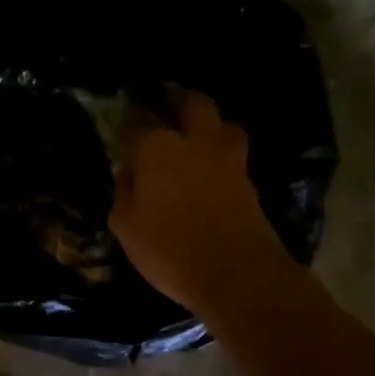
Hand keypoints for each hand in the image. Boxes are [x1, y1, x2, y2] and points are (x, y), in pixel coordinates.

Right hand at [110, 92, 290, 317]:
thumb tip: (128, 174)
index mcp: (159, 148)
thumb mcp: (125, 225)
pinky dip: (224, 156)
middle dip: (182, 102)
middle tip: (171, 107)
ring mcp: (229, 160)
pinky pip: (235, 156)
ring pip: (226, 125)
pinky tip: (213, 170)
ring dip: (213, 126)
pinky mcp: (250, 182)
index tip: (127, 132)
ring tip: (200, 139)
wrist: (236, 274)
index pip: (141, 123)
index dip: (133, 123)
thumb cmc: (168, 249)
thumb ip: (123, 192)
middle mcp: (196, 142)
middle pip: (195, 104)